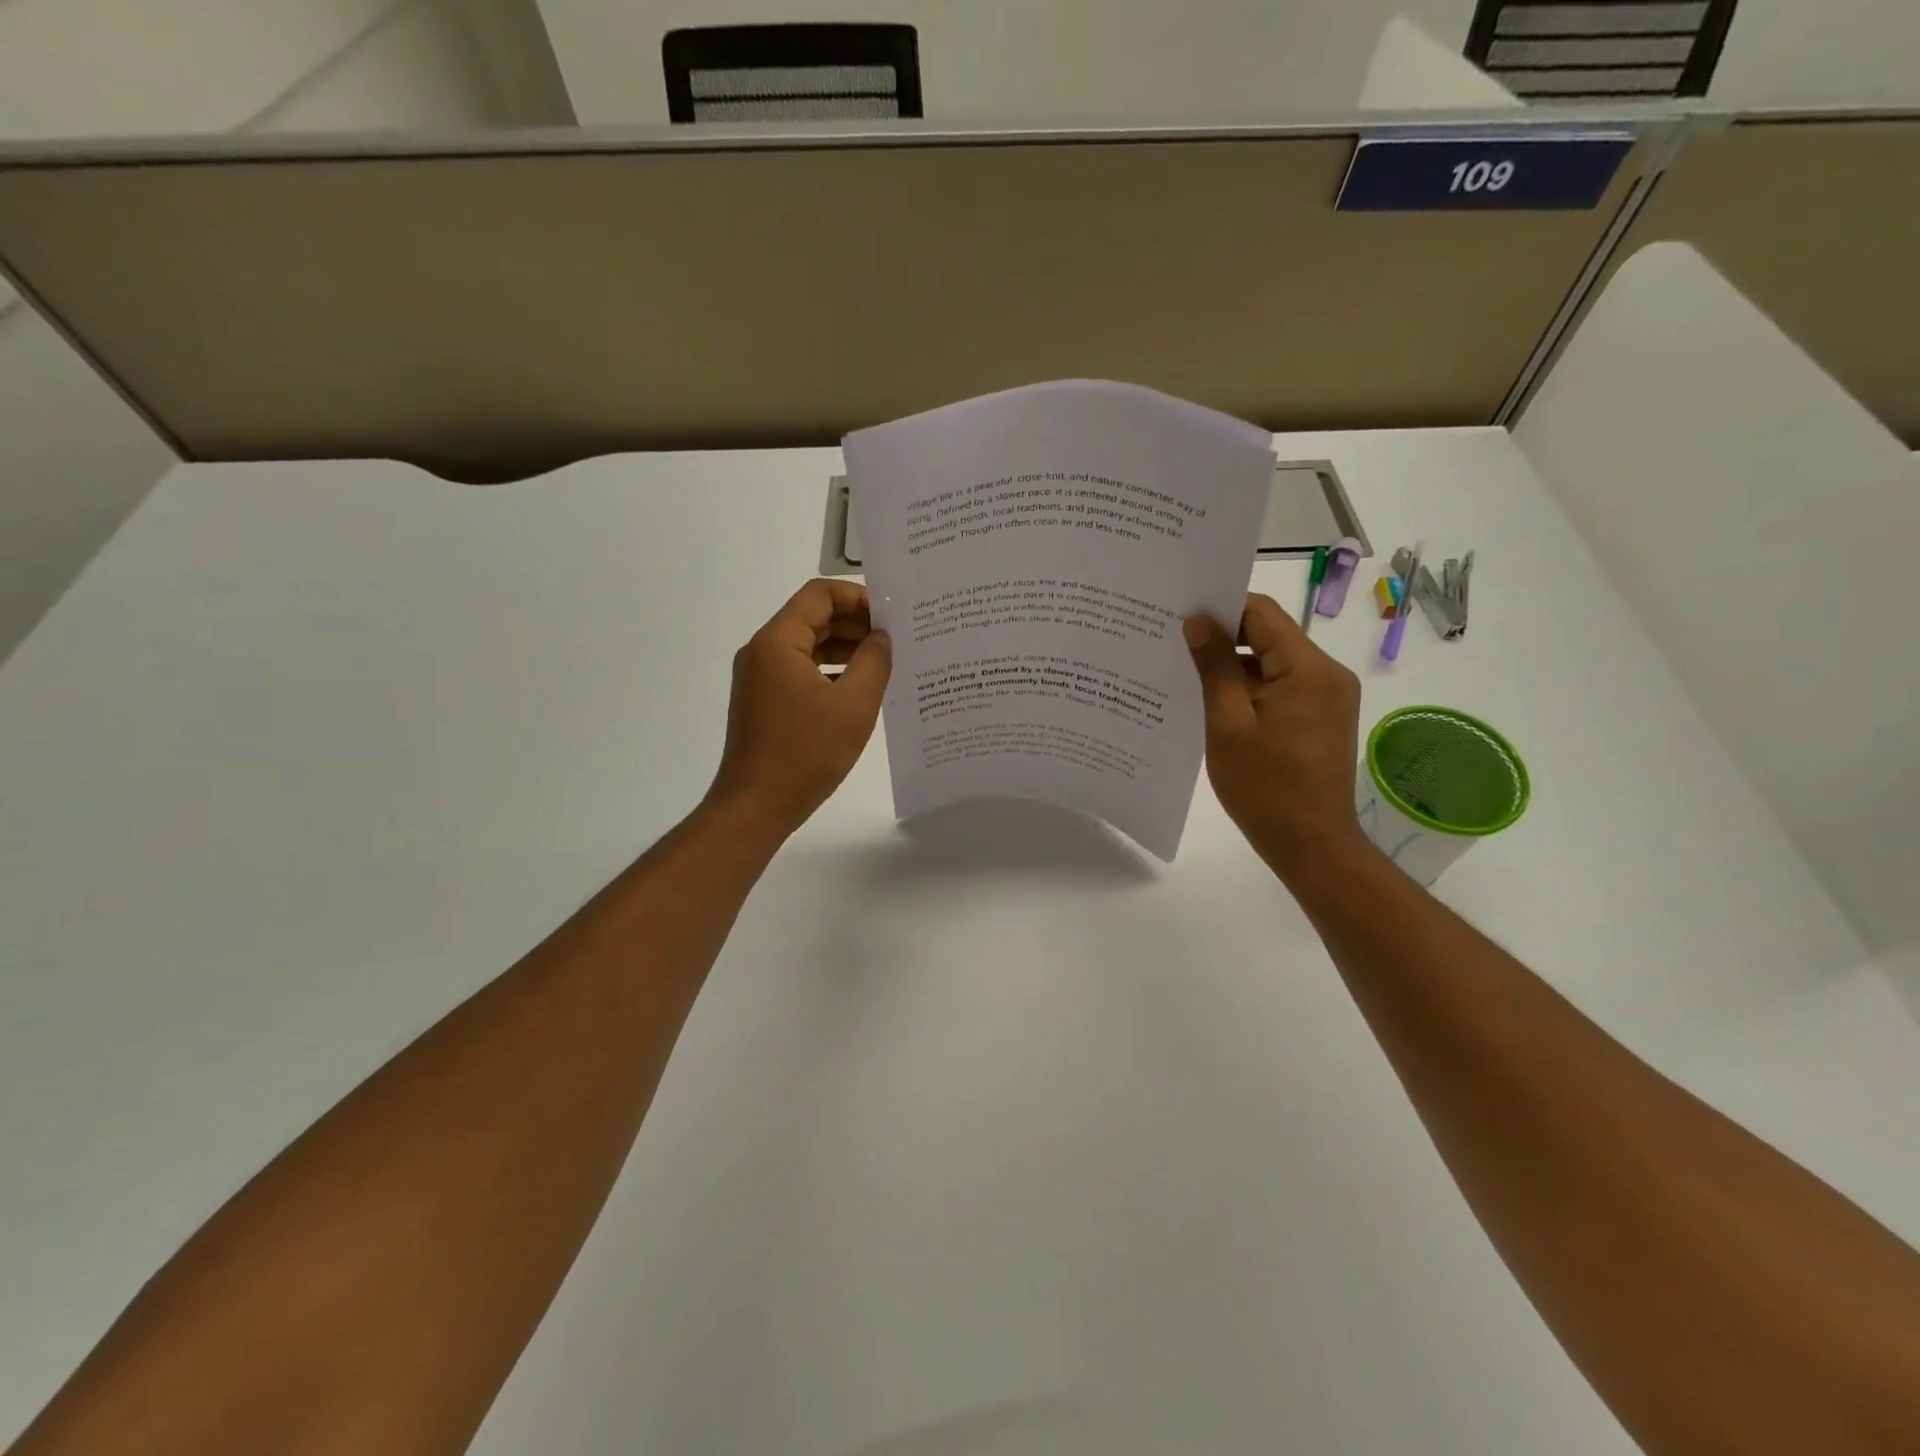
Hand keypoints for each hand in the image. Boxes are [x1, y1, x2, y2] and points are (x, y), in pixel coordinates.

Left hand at [706, 579, 892, 837]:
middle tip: (896, 639)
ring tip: (885, 663)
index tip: (891, 616)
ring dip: (845, 648)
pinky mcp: (763, 701)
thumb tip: (882, 636)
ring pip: (807, 646)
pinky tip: (860, 689)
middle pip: (812, 618)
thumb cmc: (806, 753)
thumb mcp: (854, 705)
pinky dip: (830, 671)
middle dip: (855, 623)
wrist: (756, 806)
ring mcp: (759, 678)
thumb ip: (874, 661)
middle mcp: (762, 651)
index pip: (819, 594)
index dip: (858, 597)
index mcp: (778, 642)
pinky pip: (800, 671)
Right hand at [1184, 593, 1364, 871]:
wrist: (1311, 844)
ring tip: (1186, 673)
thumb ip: (1213, 667)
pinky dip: (1250, 688)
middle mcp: (1327, 674)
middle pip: (1269, 635)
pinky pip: (1282, 686)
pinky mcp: (1321, 717)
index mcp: (1308, 669)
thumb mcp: (1228, 724)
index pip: (1262, 613)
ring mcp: (1328, 696)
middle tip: (1173, 642)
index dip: (1221, 607)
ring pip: (1273, 662)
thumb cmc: (1264, 787)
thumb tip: (1197, 620)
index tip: (1179, 614)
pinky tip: (1214, 701)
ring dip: (1234, 665)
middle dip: (1223, 637)